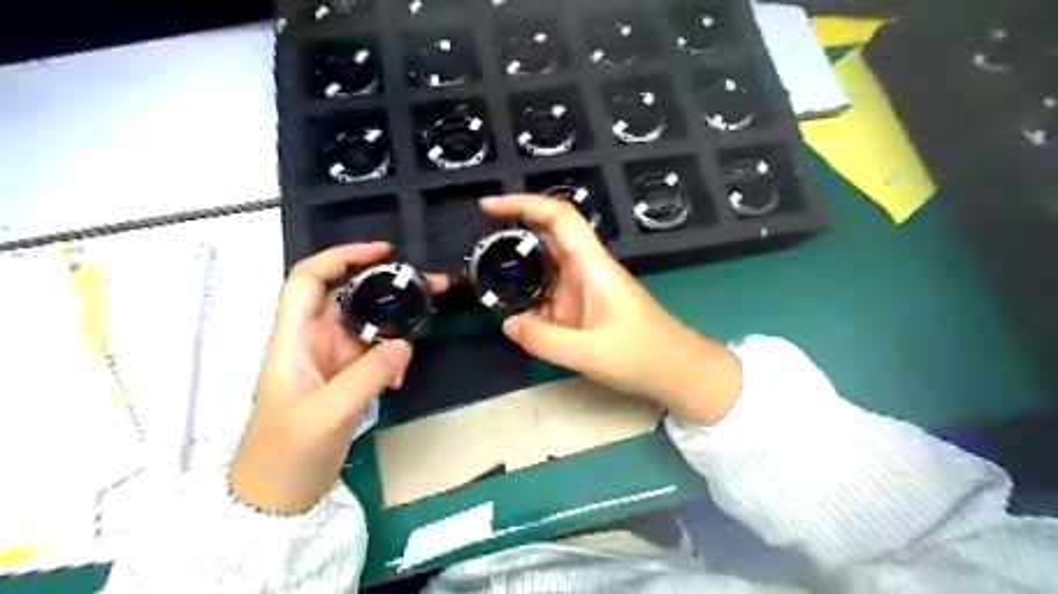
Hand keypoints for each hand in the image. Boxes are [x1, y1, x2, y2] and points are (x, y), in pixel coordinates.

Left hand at [230, 244, 447, 513]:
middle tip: (431, 286)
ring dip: (395, 325)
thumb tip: (403, 343)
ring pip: (367, 323)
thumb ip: (366, 376)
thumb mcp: (326, 415)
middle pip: (348, 295)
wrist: (276, 500)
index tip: (384, 252)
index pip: (310, 279)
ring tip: (422, 333)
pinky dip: (392, 357)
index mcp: (293, 339)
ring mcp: (330, 359)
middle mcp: (311, 340)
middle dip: (387, 286)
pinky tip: (400, 378)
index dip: (342, 256)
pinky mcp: (345, 377)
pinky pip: (375, 353)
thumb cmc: (286, 455)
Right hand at [483, 196, 742, 423]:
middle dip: (512, 234)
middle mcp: (586, 269)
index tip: (489, 207)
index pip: (559, 218)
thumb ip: (543, 339)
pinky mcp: (583, 307)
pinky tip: (509, 310)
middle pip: (546, 236)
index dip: (524, 204)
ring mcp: (584, 288)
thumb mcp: (588, 353)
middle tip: (476, 246)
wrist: (677, 370)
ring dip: (517, 268)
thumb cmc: (641, 355)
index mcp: (593, 266)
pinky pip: (549, 293)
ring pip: (544, 266)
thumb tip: (507, 323)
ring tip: (484, 276)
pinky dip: (527, 297)